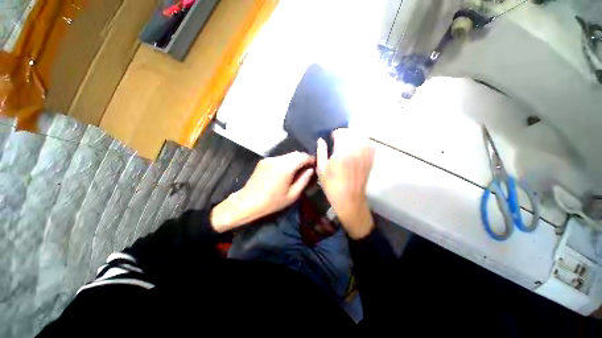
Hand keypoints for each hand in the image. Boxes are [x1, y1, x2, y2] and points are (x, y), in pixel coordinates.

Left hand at [211, 151, 314, 231]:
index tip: (315, 165)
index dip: (311, 159)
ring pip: (287, 155)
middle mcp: (277, 159)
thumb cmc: (272, 202)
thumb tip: (311, 170)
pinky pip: (279, 158)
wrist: (248, 202)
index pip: (302, 156)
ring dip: (294, 160)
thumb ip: (304, 180)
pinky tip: (285, 171)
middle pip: (295, 154)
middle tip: (307, 168)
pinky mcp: (264, 161)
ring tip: (297, 170)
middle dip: (303, 159)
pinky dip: (286, 162)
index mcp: (285, 167)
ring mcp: (269, 159)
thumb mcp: (292, 195)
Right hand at [317, 129, 374, 238]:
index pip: (342, 133)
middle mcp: (355, 151)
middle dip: (345, 133)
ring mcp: (365, 156)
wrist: (349, 200)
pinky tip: (358, 148)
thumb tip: (321, 140)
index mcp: (341, 153)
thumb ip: (321, 152)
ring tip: (349, 142)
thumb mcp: (321, 169)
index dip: (336, 133)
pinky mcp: (370, 161)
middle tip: (339, 139)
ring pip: (363, 137)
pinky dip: (364, 143)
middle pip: (354, 132)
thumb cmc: (332, 186)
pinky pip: (370, 146)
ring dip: (355, 136)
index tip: (332, 137)